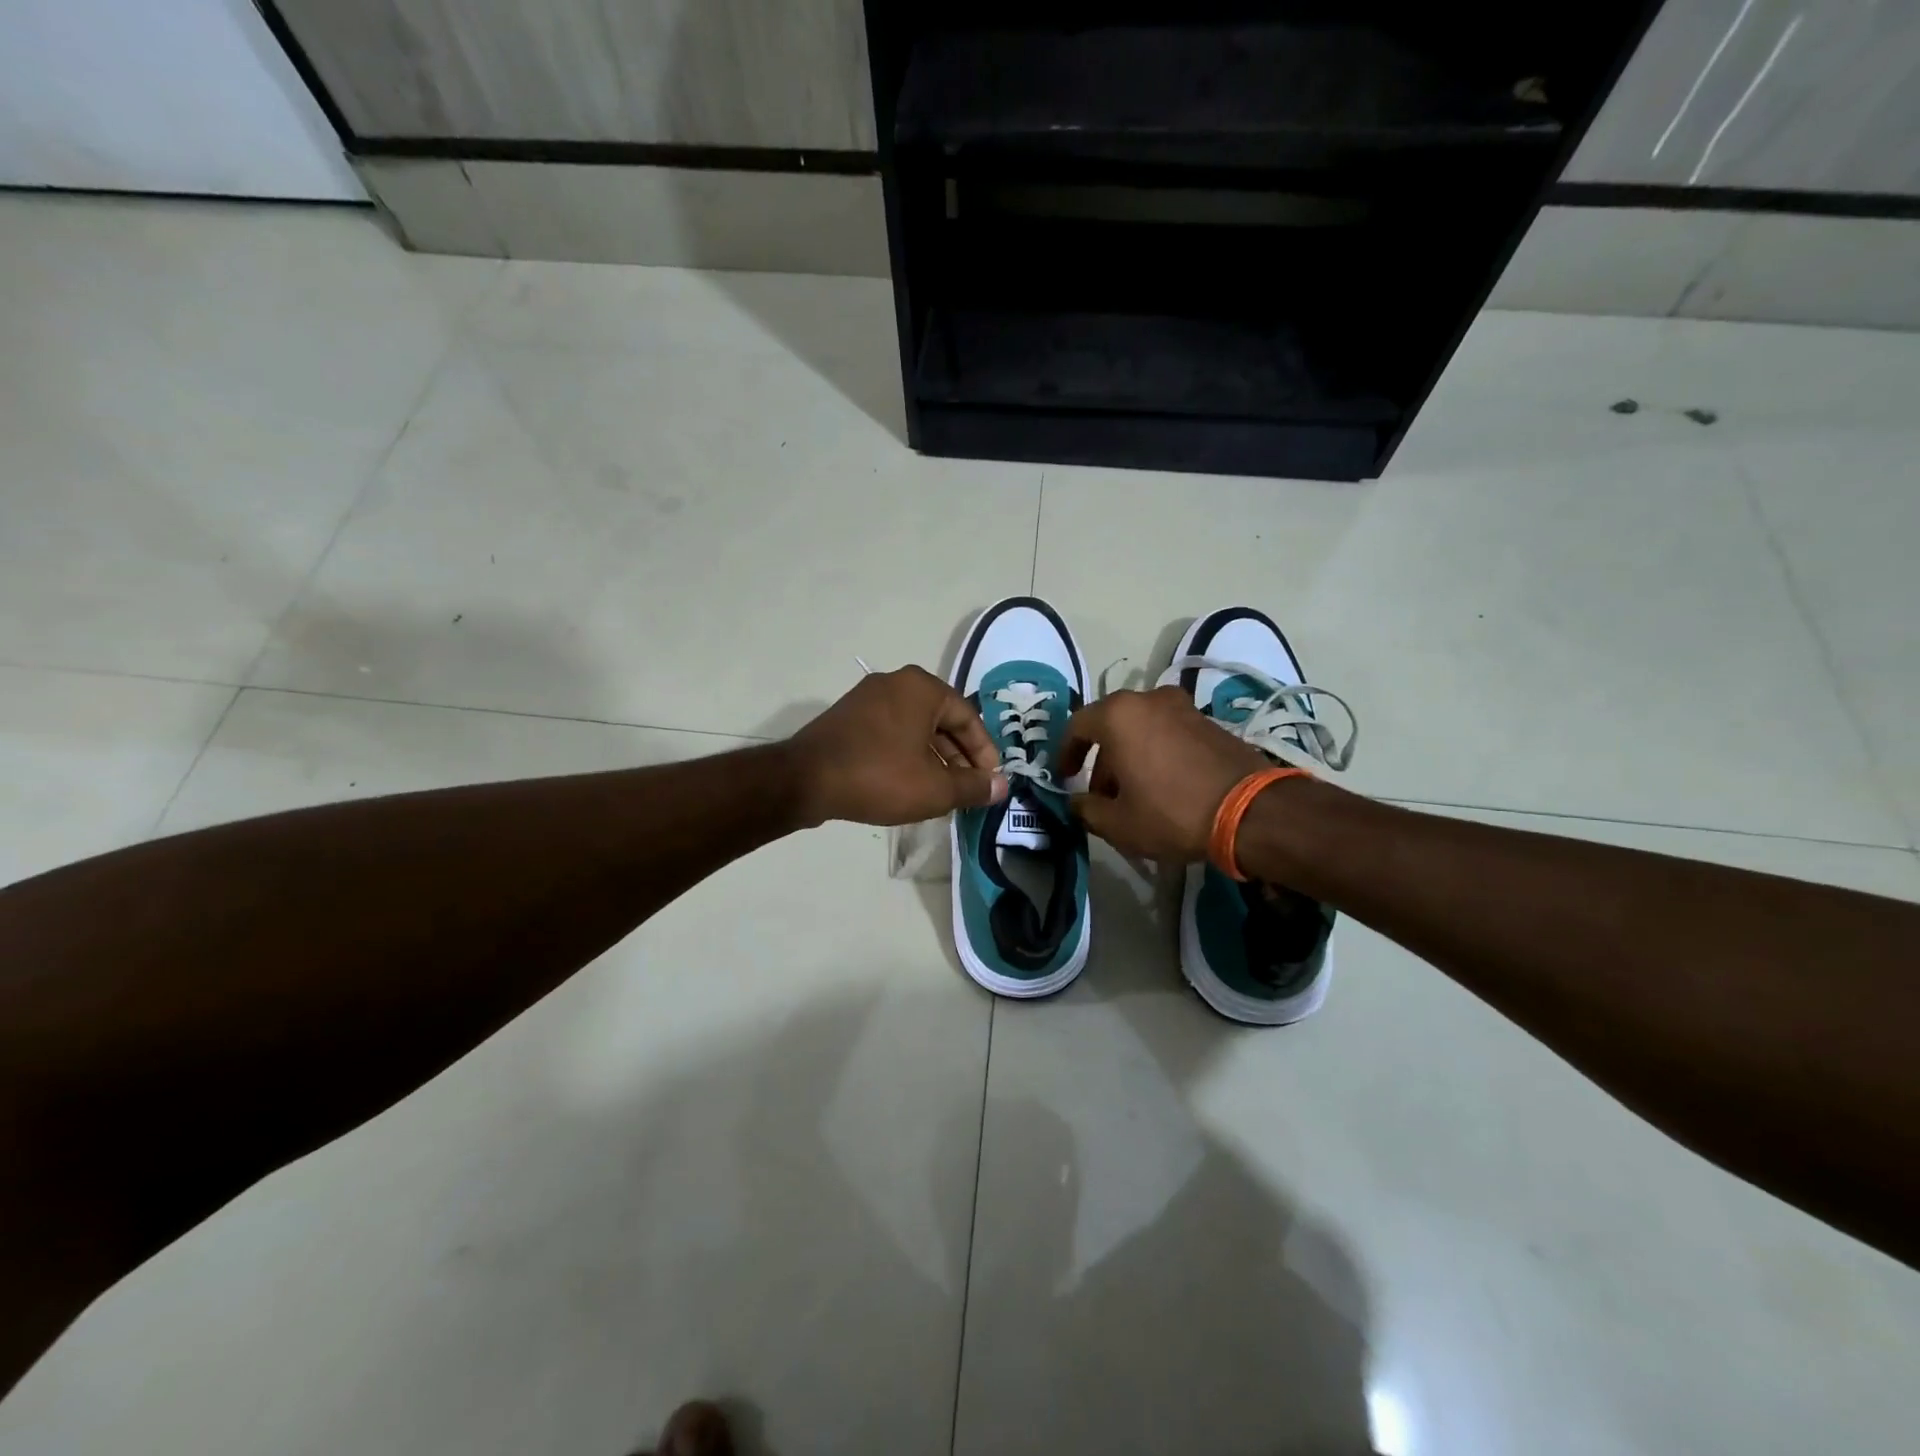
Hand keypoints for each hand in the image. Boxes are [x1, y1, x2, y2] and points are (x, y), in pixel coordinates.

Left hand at [788, 666, 1007, 826]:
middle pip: (942, 720)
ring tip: (942, 791)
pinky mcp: (849, 716)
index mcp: (922, 688)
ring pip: (916, 727)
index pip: (968, 718)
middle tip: (968, 789)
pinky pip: (891, 731)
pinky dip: (907, 754)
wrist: (805, 780)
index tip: (989, 782)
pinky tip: (910, 783)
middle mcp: (896, 682)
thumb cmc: (879, 777)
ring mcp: (868, 697)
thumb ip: (973, 786)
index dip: (984, 753)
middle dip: (959, 757)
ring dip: (934, 758)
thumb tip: (1002, 786)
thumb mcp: (935, 788)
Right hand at [1058, 687, 1268, 860]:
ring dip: (1130, 757)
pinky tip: (1163, 787)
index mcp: (1118, 715)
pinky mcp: (1208, 721)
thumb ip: (1086, 810)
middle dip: (1101, 761)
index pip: (1077, 725)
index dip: (1066, 753)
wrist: (1250, 811)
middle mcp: (1148, 700)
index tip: (1065, 778)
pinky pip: (1168, 732)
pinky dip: (1156, 753)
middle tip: (1102, 795)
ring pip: (1141, 729)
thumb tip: (1077, 803)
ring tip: (1134, 795)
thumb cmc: (1171, 813)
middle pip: (1111, 726)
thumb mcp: (1118, 823)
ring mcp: (1182, 707)